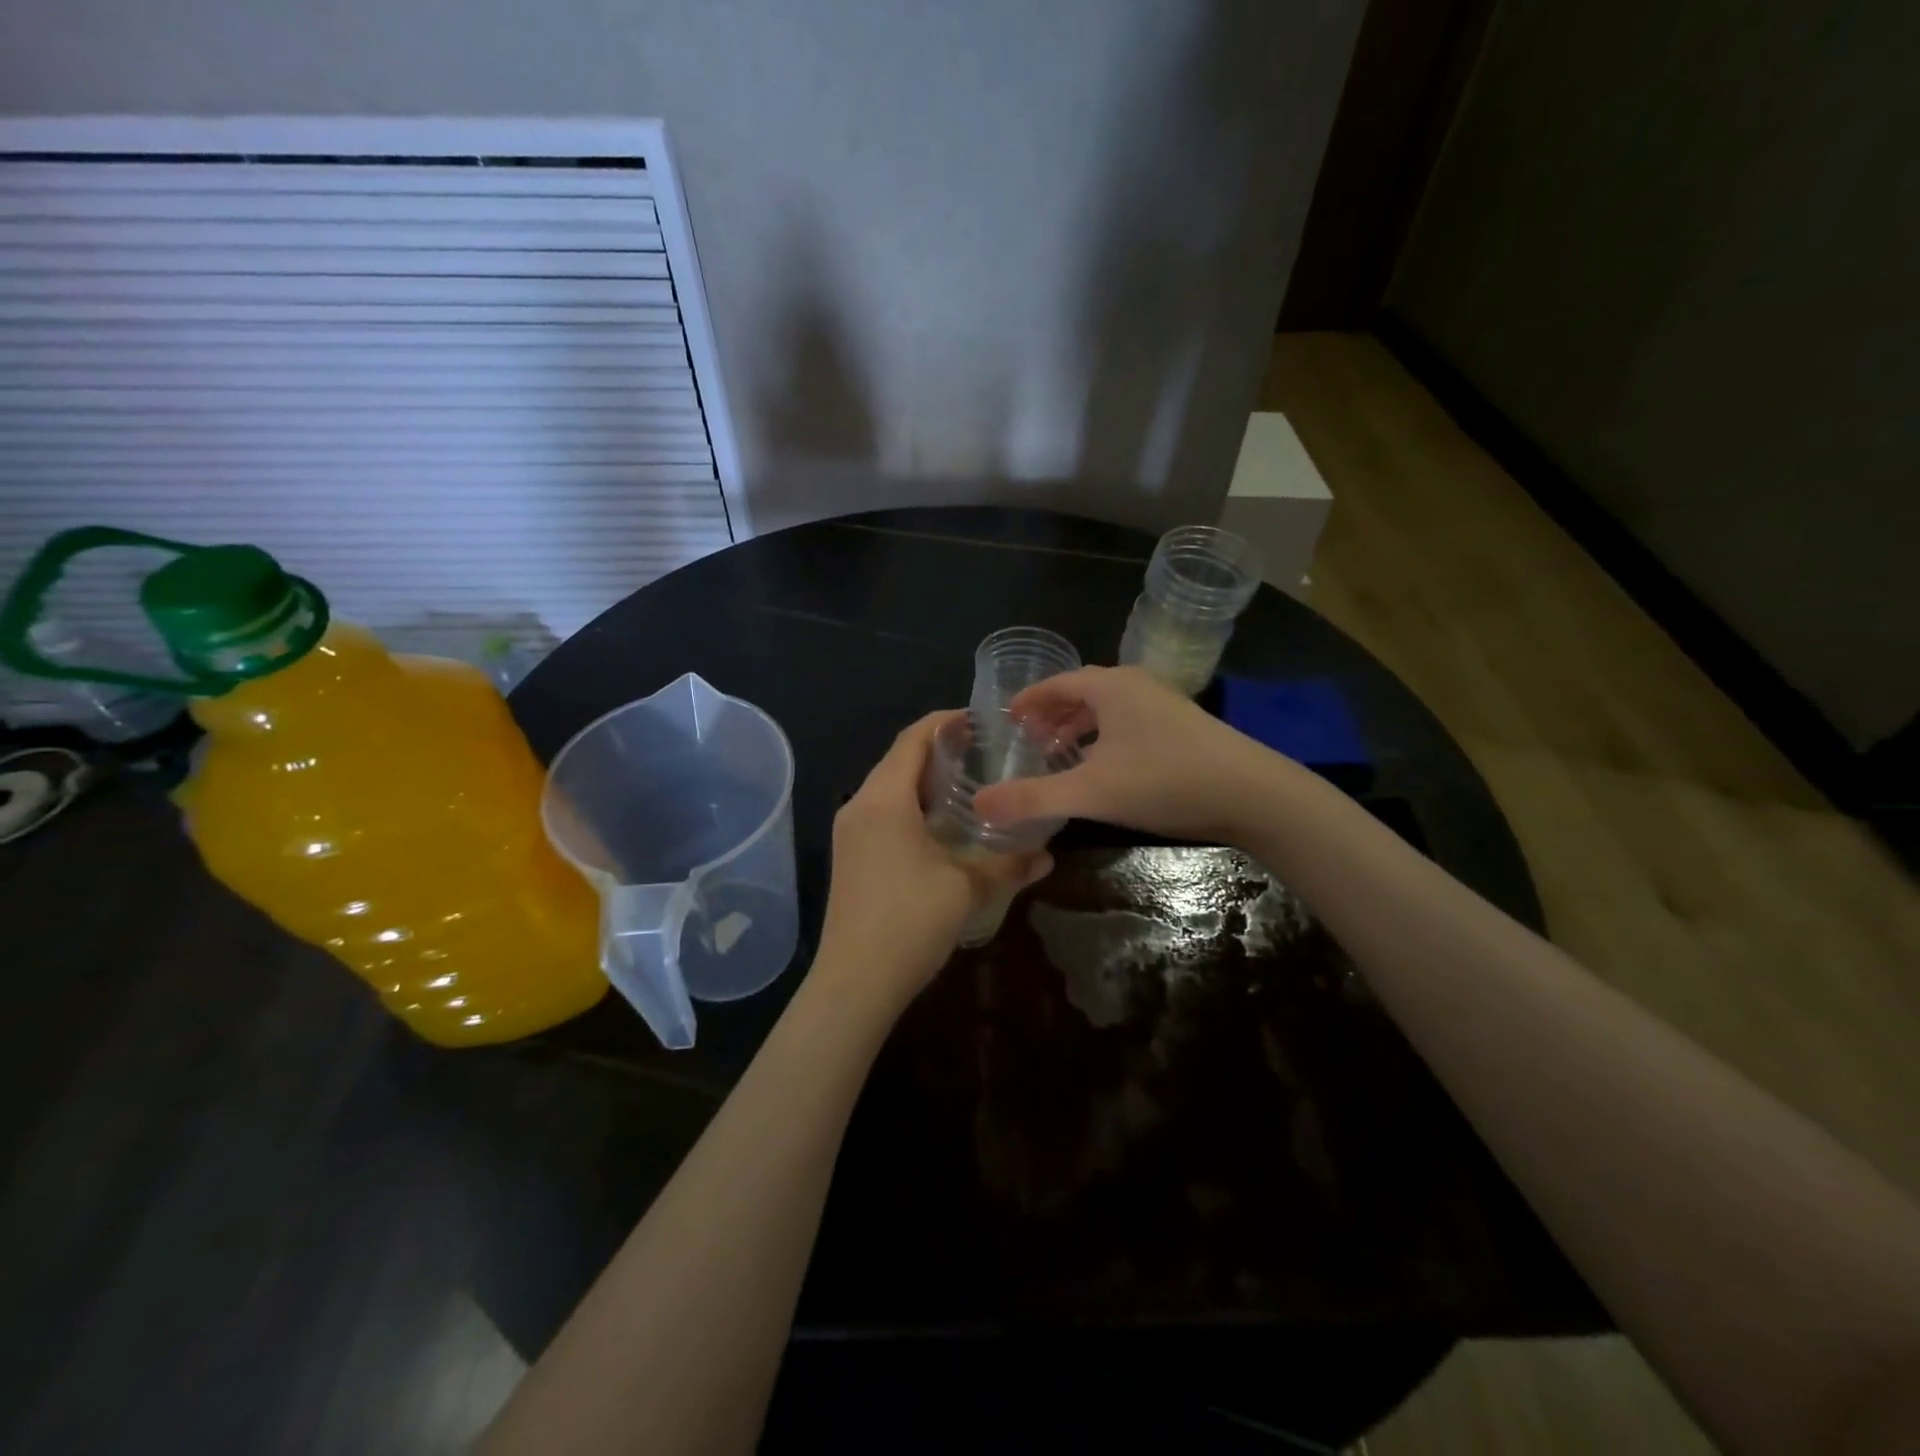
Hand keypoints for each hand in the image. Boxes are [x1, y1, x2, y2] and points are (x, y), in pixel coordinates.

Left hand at [815, 713, 1052, 1010]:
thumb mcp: (968, 888)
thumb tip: (1048, 856)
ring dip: (926, 781)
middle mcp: (859, 806)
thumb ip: (1009, 864)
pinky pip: (883, 813)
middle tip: (985, 753)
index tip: (981, 720)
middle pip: (899, 760)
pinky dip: (913, 807)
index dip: (945, 723)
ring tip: (970, 786)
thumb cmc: (909, 922)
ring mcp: (849, 833)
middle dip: (940, 751)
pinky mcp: (850, 857)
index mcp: (883, 799)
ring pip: (890, 789)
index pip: (912, 739)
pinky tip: (943, 828)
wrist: (854, 984)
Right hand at [972, 666, 1278, 840]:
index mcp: (1111, 687)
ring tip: (1060, 754)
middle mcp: (1136, 686)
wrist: (1254, 795)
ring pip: (1109, 708)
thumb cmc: (1166, 781)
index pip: (1057, 683)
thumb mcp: (1091, 792)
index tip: (1006, 719)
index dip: (1028, 700)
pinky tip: (1105, 768)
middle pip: (1082, 691)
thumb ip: (1033, 798)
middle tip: (1027, 739)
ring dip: (1080, 726)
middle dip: (1051, 713)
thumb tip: (978, 805)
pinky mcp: (1184, 727)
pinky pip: (1129, 723)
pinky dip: (1106, 737)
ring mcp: (1164, 705)